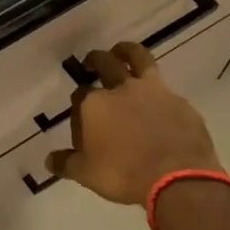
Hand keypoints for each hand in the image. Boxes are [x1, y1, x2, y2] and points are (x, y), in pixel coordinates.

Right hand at [46, 42, 220, 203]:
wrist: (176, 177)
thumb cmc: (123, 175)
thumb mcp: (87, 174)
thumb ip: (67, 163)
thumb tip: (50, 161)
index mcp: (95, 104)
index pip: (80, 94)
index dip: (79, 103)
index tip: (81, 115)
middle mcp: (121, 89)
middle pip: (105, 63)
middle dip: (95, 60)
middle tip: (92, 62)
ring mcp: (154, 91)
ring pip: (139, 59)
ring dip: (127, 51)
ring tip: (122, 51)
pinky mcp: (180, 102)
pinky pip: (165, 89)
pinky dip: (158, 90)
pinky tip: (158, 101)